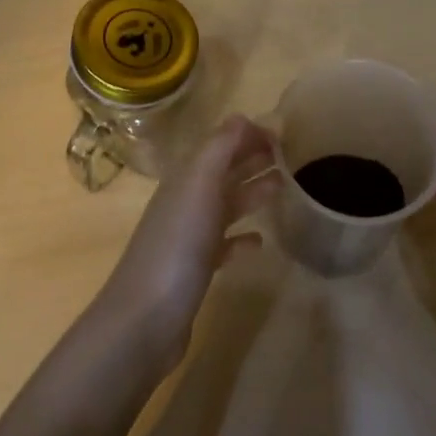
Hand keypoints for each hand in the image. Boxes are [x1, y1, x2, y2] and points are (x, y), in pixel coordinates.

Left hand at [95, 114, 276, 374]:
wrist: (145, 318)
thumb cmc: (177, 245)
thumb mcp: (199, 186)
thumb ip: (219, 149)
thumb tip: (242, 117)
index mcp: (187, 178)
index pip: (220, 144)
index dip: (248, 135)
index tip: (284, 135)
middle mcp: (186, 201)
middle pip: (223, 172)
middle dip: (253, 159)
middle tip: (290, 157)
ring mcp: (189, 237)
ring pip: (225, 205)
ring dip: (252, 193)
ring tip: (283, 189)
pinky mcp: (195, 270)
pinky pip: (223, 244)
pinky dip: (242, 238)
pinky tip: (260, 243)